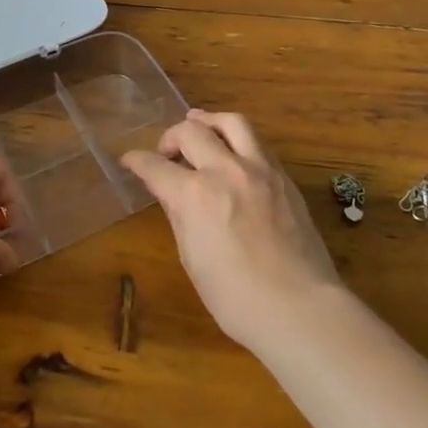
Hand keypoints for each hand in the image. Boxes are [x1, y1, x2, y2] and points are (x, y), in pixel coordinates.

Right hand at [121, 110, 341, 350]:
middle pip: (191, 132)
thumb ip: (180, 216)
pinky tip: (234, 151)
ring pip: (232, 123)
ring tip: (199, 124)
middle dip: (170, 137)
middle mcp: (225, 171)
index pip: (155, 166)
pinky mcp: (283, 177)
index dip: (136, 161)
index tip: (129, 160)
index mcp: (195, 195)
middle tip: (166, 152)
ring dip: (209, 121)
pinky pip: (257, 143)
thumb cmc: (235, 298)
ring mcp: (259, 170)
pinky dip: (238, 139)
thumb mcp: (192, 259)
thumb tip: (173, 195)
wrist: (299, 307)